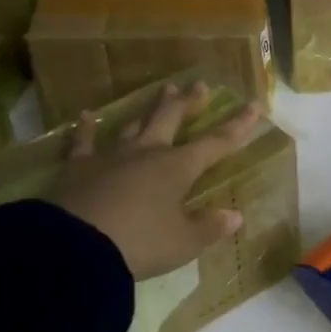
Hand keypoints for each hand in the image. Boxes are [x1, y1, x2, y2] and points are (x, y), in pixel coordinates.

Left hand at [46, 83, 262, 278]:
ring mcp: (111, 156)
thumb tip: (234, 216)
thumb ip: (209, 228)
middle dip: (189, 102)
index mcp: (177, 168)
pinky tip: (86, 115)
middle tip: (200, 85)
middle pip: (172, 119)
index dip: (237, 126)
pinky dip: (86, 128)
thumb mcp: (183, 243)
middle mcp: (147, 153)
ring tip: (162, 90)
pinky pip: (84, 142)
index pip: (215, 143)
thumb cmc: (140, 244)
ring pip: (135, 123)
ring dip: (150, 108)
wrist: (77, 247)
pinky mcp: (78, 167)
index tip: (253, 106)